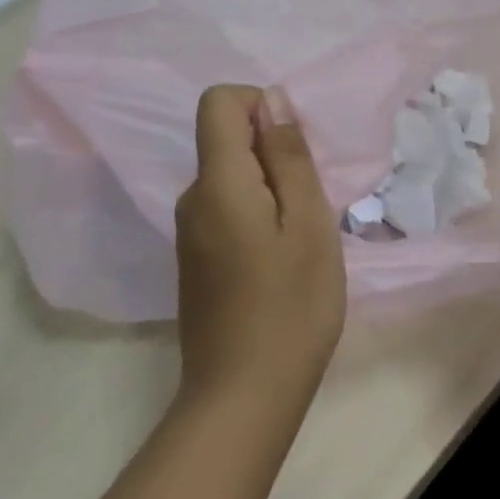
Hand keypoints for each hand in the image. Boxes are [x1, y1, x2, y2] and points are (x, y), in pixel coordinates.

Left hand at [175, 85, 344, 410]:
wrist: (243, 397)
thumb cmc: (291, 306)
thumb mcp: (308, 223)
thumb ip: (288, 156)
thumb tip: (271, 102)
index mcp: (217, 182)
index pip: (218, 101)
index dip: (259, 106)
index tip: (294, 151)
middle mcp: (191, 199)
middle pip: (226, 141)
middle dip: (273, 155)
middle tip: (310, 207)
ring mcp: (189, 233)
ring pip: (231, 179)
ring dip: (271, 190)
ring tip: (301, 239)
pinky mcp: (196, 261)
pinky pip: (226, 211)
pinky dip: (257, 216)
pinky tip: (280, 263)